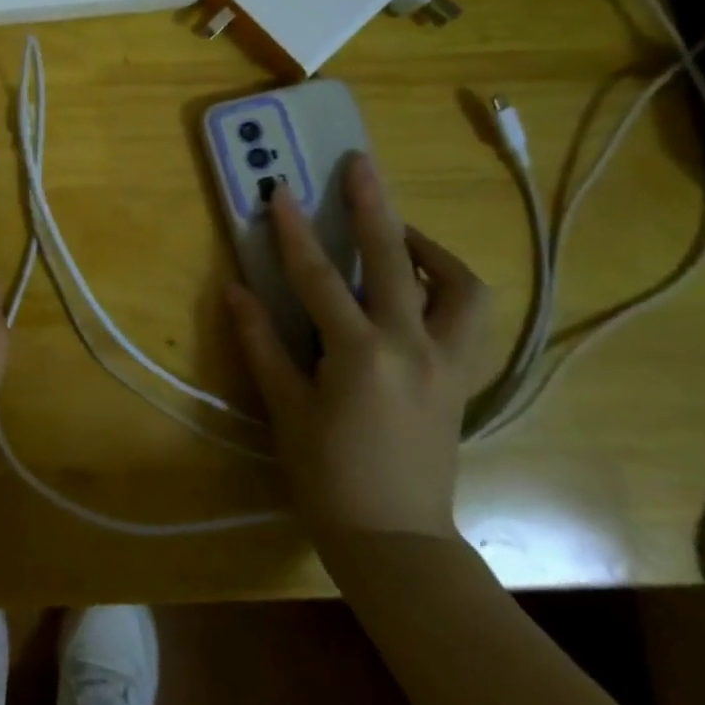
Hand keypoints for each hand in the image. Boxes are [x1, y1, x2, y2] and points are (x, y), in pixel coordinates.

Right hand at [225, 153, 491, 546]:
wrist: (395, 539)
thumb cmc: (328, 476)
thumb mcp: (285, 408)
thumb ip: (261, 342)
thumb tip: (235, 289)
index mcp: (362, 355)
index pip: (321, 277)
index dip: (295, 231)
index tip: (280, 190)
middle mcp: (414, 347)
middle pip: (395, 260)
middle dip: (374, 206)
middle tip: (360, 165)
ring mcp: (448, 362)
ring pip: (460, 286)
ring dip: (429, 248)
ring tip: (400, 232)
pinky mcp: (463, 378)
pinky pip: (469, 317)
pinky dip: (448, 287)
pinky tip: (420, 285)